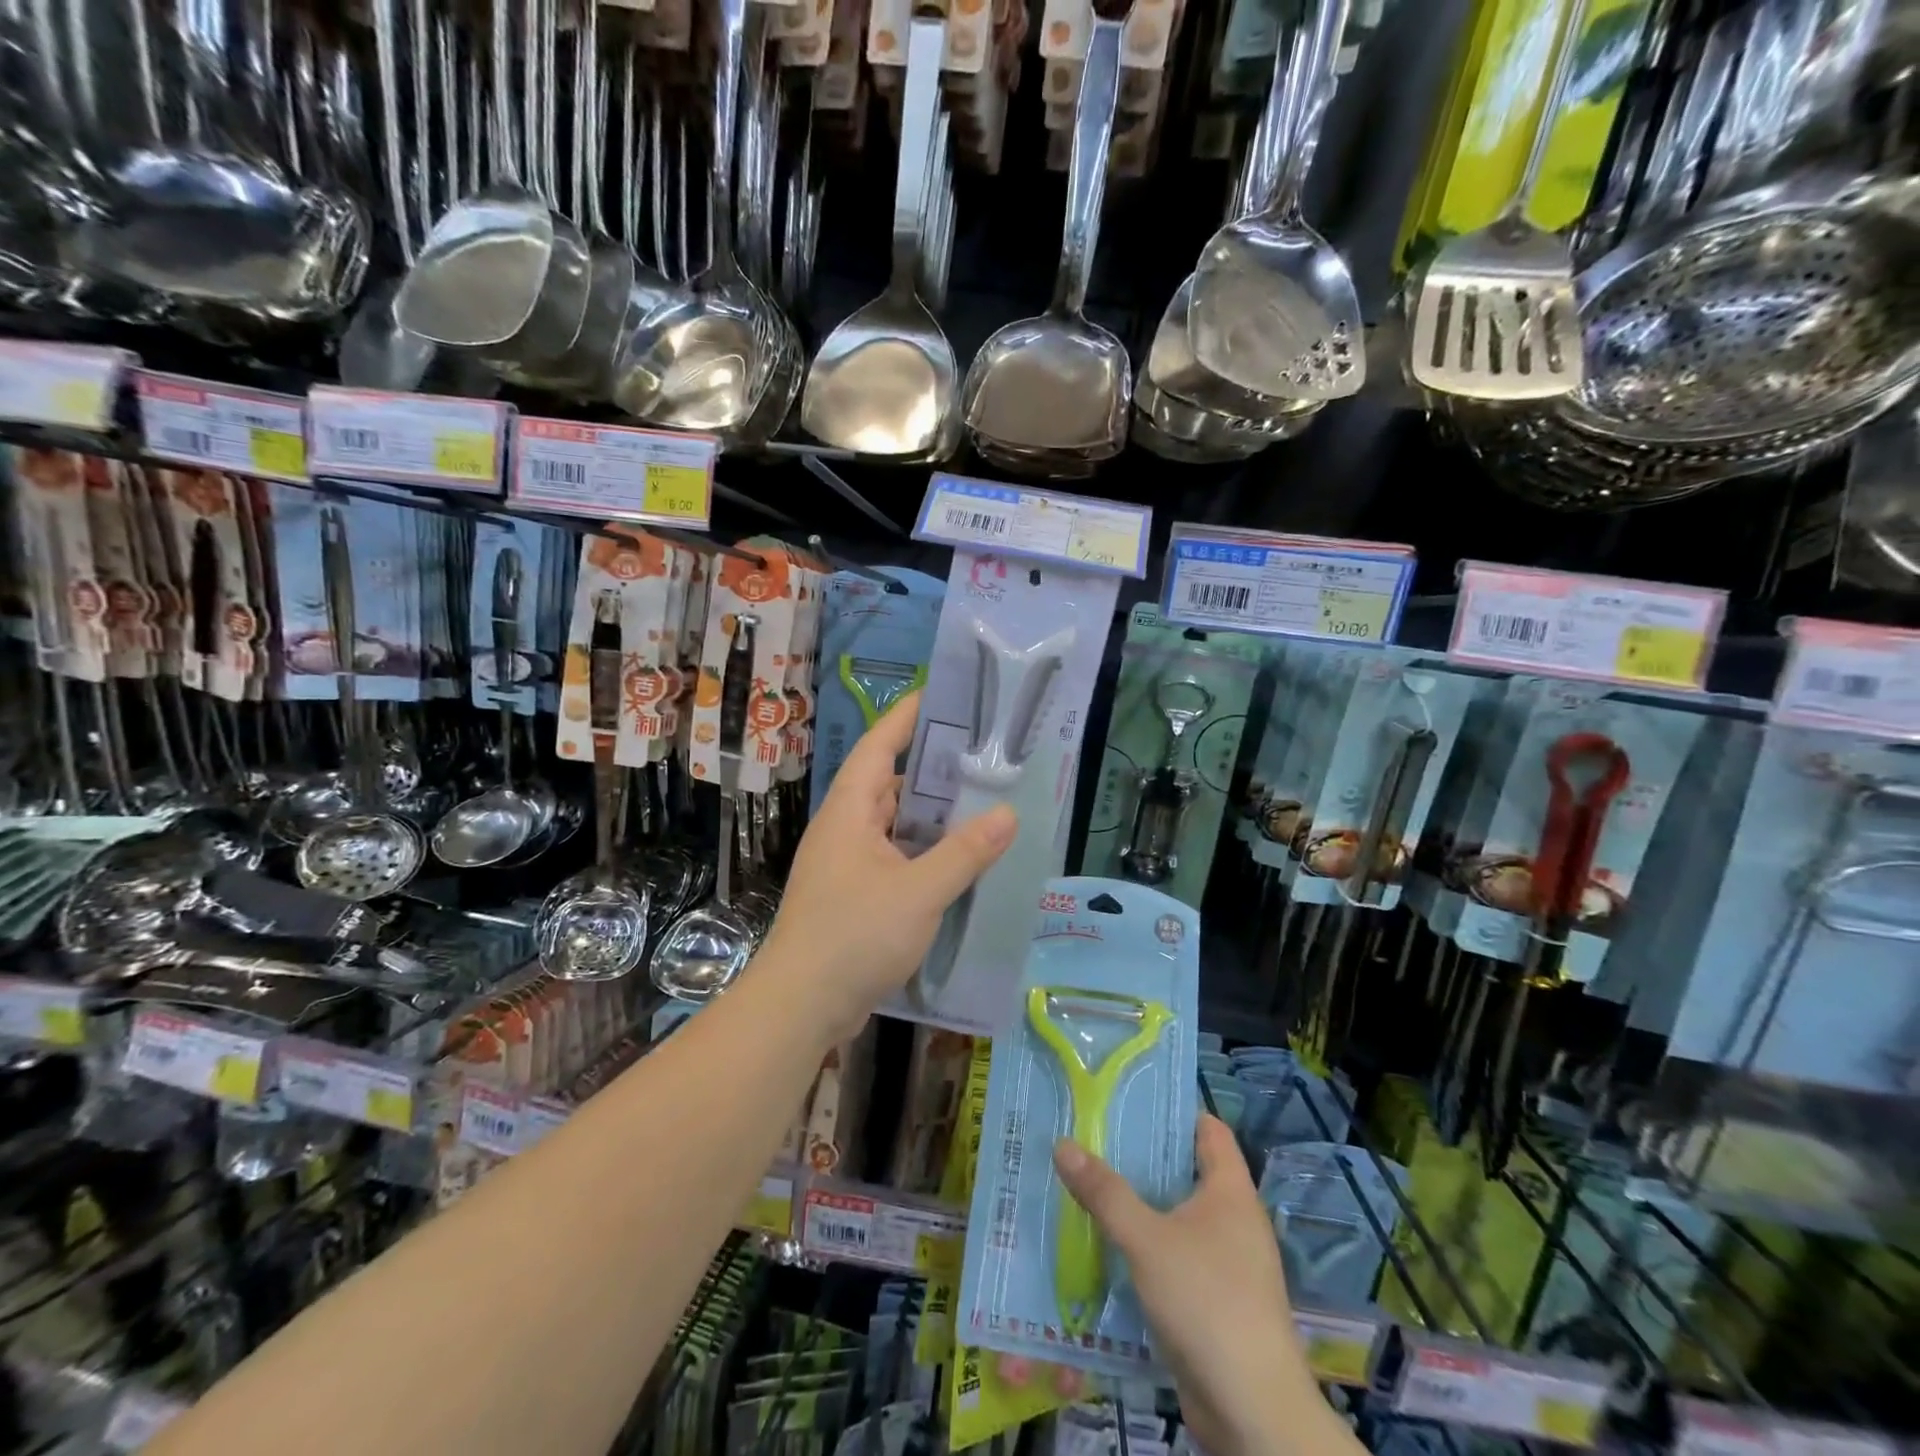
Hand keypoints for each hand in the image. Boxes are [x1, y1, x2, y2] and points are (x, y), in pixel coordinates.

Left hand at [758, 691, 1016, 1038]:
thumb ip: (964, 852)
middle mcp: (845, 829)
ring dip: (931, 814)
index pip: (879, 747)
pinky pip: (895, 857)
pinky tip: (958, 859)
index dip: (906, 717)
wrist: (801, 1006)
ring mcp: (847, 864)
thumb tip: (1007, 813)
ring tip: (980, 800)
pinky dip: (924, 851)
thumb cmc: (854, 935)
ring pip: (894, 824)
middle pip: (889, 782)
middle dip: (931, 765)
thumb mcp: (919, 891)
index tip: (940, 693)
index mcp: (850, 811)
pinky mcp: (855, 895)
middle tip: (980, 751)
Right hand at [1053, 1117, 1332, 1455]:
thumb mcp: (1146, 1239)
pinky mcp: (1214, 1300)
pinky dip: (1146, 1245)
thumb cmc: (1207, 1302)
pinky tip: (1108, 1246)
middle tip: (1093, 1138)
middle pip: (1186, 1169)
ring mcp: (1227, 1262)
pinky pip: (1175, 1255)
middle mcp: (1234, 1219)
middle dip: (1142, 1156)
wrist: (1253, 1412)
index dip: (1172, 1108)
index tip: (1127, 1098)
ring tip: (1090, 1185)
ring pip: (1177, 1215)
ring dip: (1140, 1204)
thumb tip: (1063, 1144)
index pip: (1207, 1128)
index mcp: (1231, 1191)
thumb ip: (1105, 1193)